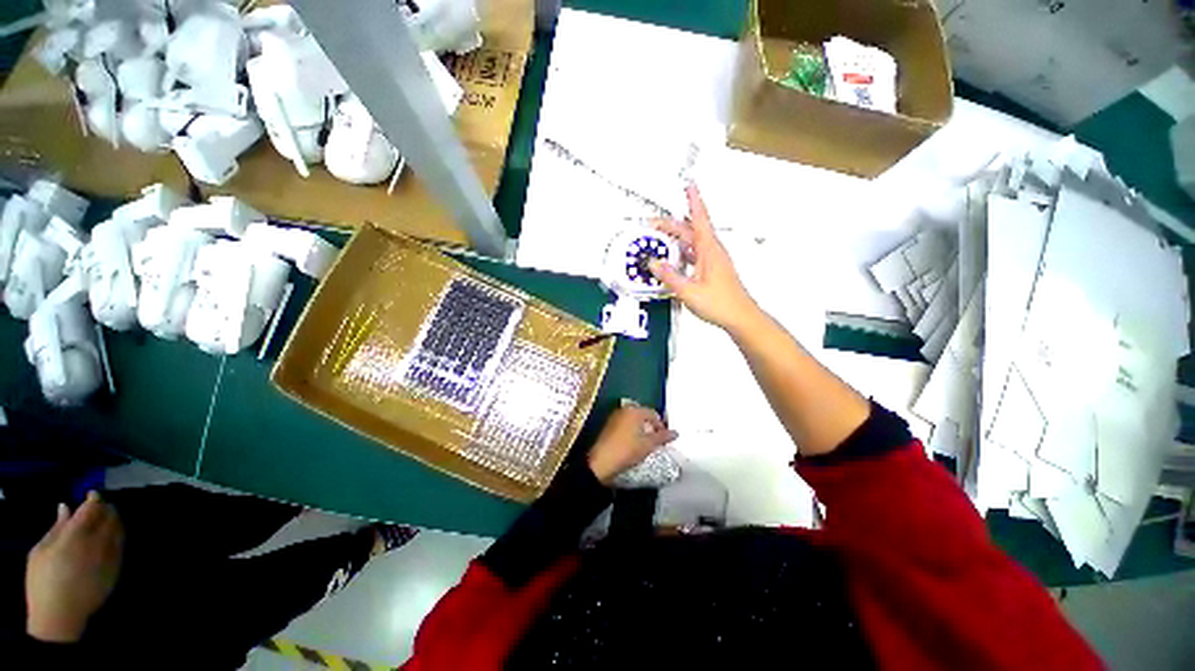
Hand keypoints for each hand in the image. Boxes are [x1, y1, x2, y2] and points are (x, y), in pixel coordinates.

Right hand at [26, 492, 123, 642]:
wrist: (60, 615)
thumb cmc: (43, 582)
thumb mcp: (40, 551)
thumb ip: (57, 527)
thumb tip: (66, 507)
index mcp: (76, 536)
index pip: (92, 508)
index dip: (93, 498)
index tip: (91, 494)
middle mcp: (97, 543)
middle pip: (109, 516)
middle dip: (105, 507)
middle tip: (98, 506)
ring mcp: (109, 557)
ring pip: (118, 529)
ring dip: (113, 520)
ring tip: (104, 518)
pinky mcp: (115, 569)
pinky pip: (121, 546)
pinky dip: (117, 535)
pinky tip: (109, 535)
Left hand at [588, 406, 678, 483]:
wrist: (601, 462)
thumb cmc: (627, 450)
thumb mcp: (648, 444)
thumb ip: (663, 437)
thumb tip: (676, 433)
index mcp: (634, 410)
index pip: (653, 413)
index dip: (661, 426)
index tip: (665, 439)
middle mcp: (624, 410)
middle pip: (643, 415)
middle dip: (651, 427)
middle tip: (656, 441)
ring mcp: (615, 417)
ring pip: (634, 421)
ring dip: (641, 430)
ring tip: (646, 444)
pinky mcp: (609, 426)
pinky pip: (625, 425)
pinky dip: (632, 432)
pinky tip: (634, 444)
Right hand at [649, 185, 758, 331]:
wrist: (740, 317)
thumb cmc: (722, 303)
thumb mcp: (689, 291)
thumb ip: (669, 277)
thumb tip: (655, 264)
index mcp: (709, 250)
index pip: (700, 217)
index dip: (693, 200)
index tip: (689, 185)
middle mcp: (712, 251)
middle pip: (691, 229)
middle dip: (672, 223)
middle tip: (654, 223)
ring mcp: (713, 260)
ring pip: (692, 241)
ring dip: (676, 238)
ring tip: (660, 239)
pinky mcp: (711, 270)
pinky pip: (694, 254)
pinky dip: (681, 252)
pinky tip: (673, 259)